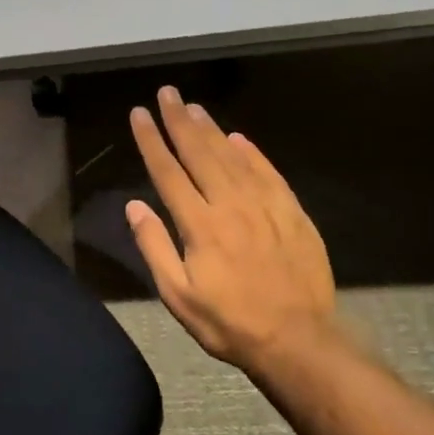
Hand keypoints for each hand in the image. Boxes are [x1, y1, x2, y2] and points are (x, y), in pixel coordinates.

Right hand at [124, 86, 335, 369]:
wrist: (299, 341)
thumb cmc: (229, 323)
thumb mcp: (178, 296)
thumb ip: (154, 247)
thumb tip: (134, 206)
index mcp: (199, 225)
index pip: (168, 172)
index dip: (151, 140)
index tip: (138, 114)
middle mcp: (230, 205)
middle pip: (199, 153)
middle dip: (179, 120)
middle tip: (166, 93)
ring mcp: (265, 206)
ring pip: (232, 156)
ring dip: (210, 129)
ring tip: (193, 106)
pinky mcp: (292, 213)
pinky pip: (268, 172)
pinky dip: (251, 152)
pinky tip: (238, 137)